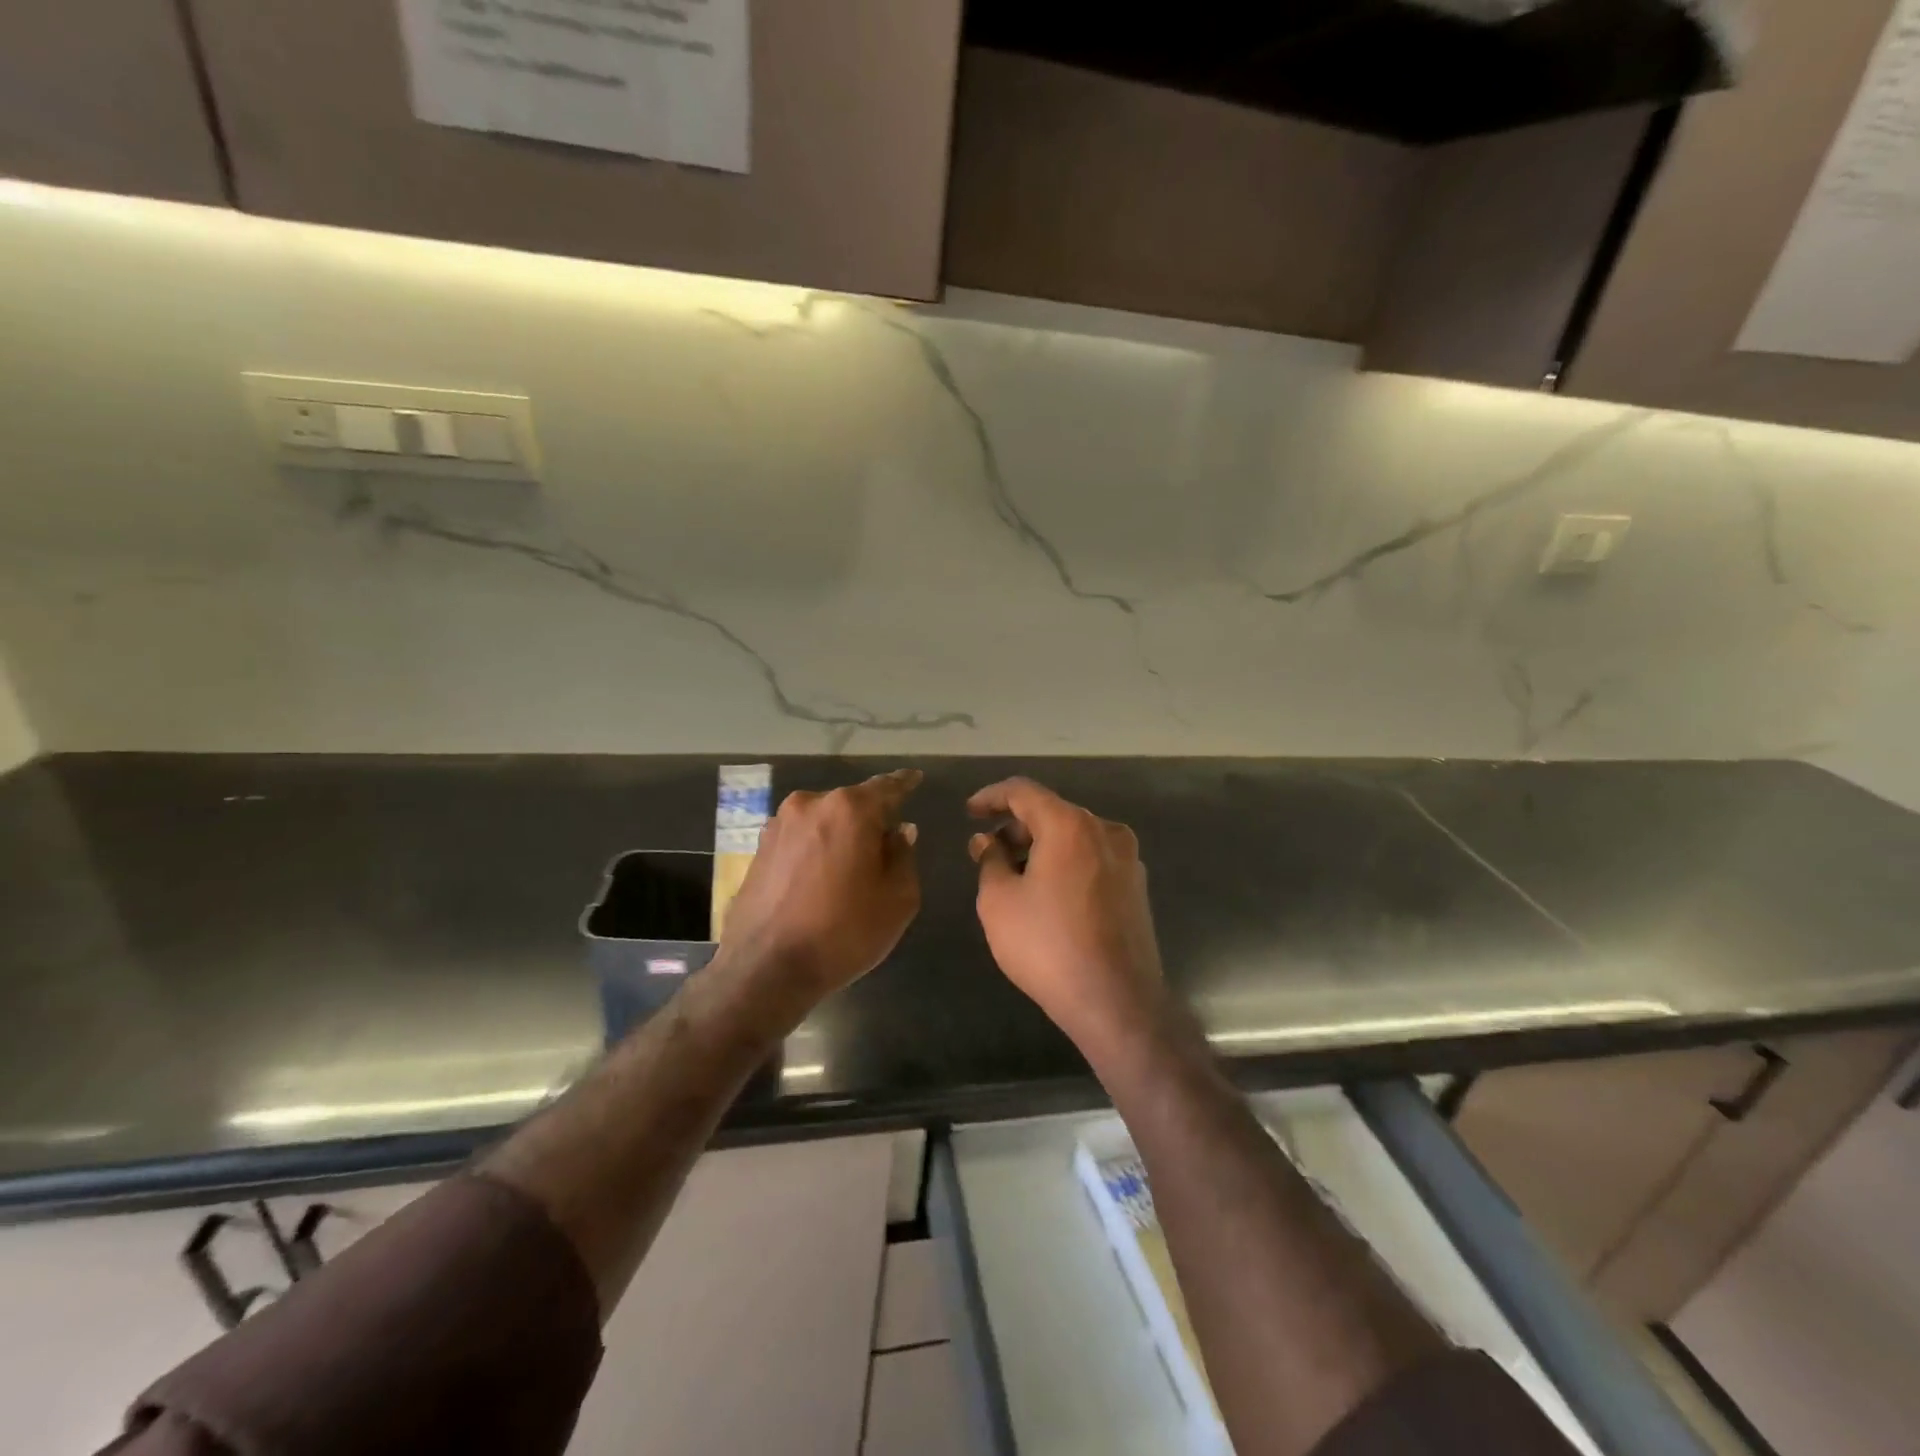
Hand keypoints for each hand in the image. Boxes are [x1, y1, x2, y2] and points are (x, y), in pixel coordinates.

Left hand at [717, 769, 922, 1015]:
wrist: (765, 970)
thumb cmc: (843, 933)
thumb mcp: (897, 899)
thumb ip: (904, 856)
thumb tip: (899, 832)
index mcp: (849, 809)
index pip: (887, 787)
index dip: (905, 783)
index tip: (915, 778)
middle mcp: (810, 805)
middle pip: (852, 804)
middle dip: (870, 820)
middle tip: (885, 848)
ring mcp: (778, 825)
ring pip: (823, 821)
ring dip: (839, 836)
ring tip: (850, 869)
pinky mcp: (758, 849)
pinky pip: (800, 839)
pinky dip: (815, 850)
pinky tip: (820, 880)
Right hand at [968, 777, 1168, 1056]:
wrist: (1116, 1001)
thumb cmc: (1048, 945)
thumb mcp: (999, 901)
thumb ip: (990, 860)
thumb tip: (987, 841)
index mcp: (1070, 825)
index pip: (1023, 791)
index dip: (991, 797)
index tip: (969, 812)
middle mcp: (1104, 831)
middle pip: (1052, 813)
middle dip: (1016, 827)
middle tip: (987, 852)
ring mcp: (1127, 859)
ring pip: (1074, 837)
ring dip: (1041, 847)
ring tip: (1014, 876)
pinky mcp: (1136, 887)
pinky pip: (1092, 860)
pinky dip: (1065, 864)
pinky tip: (1048, 894)